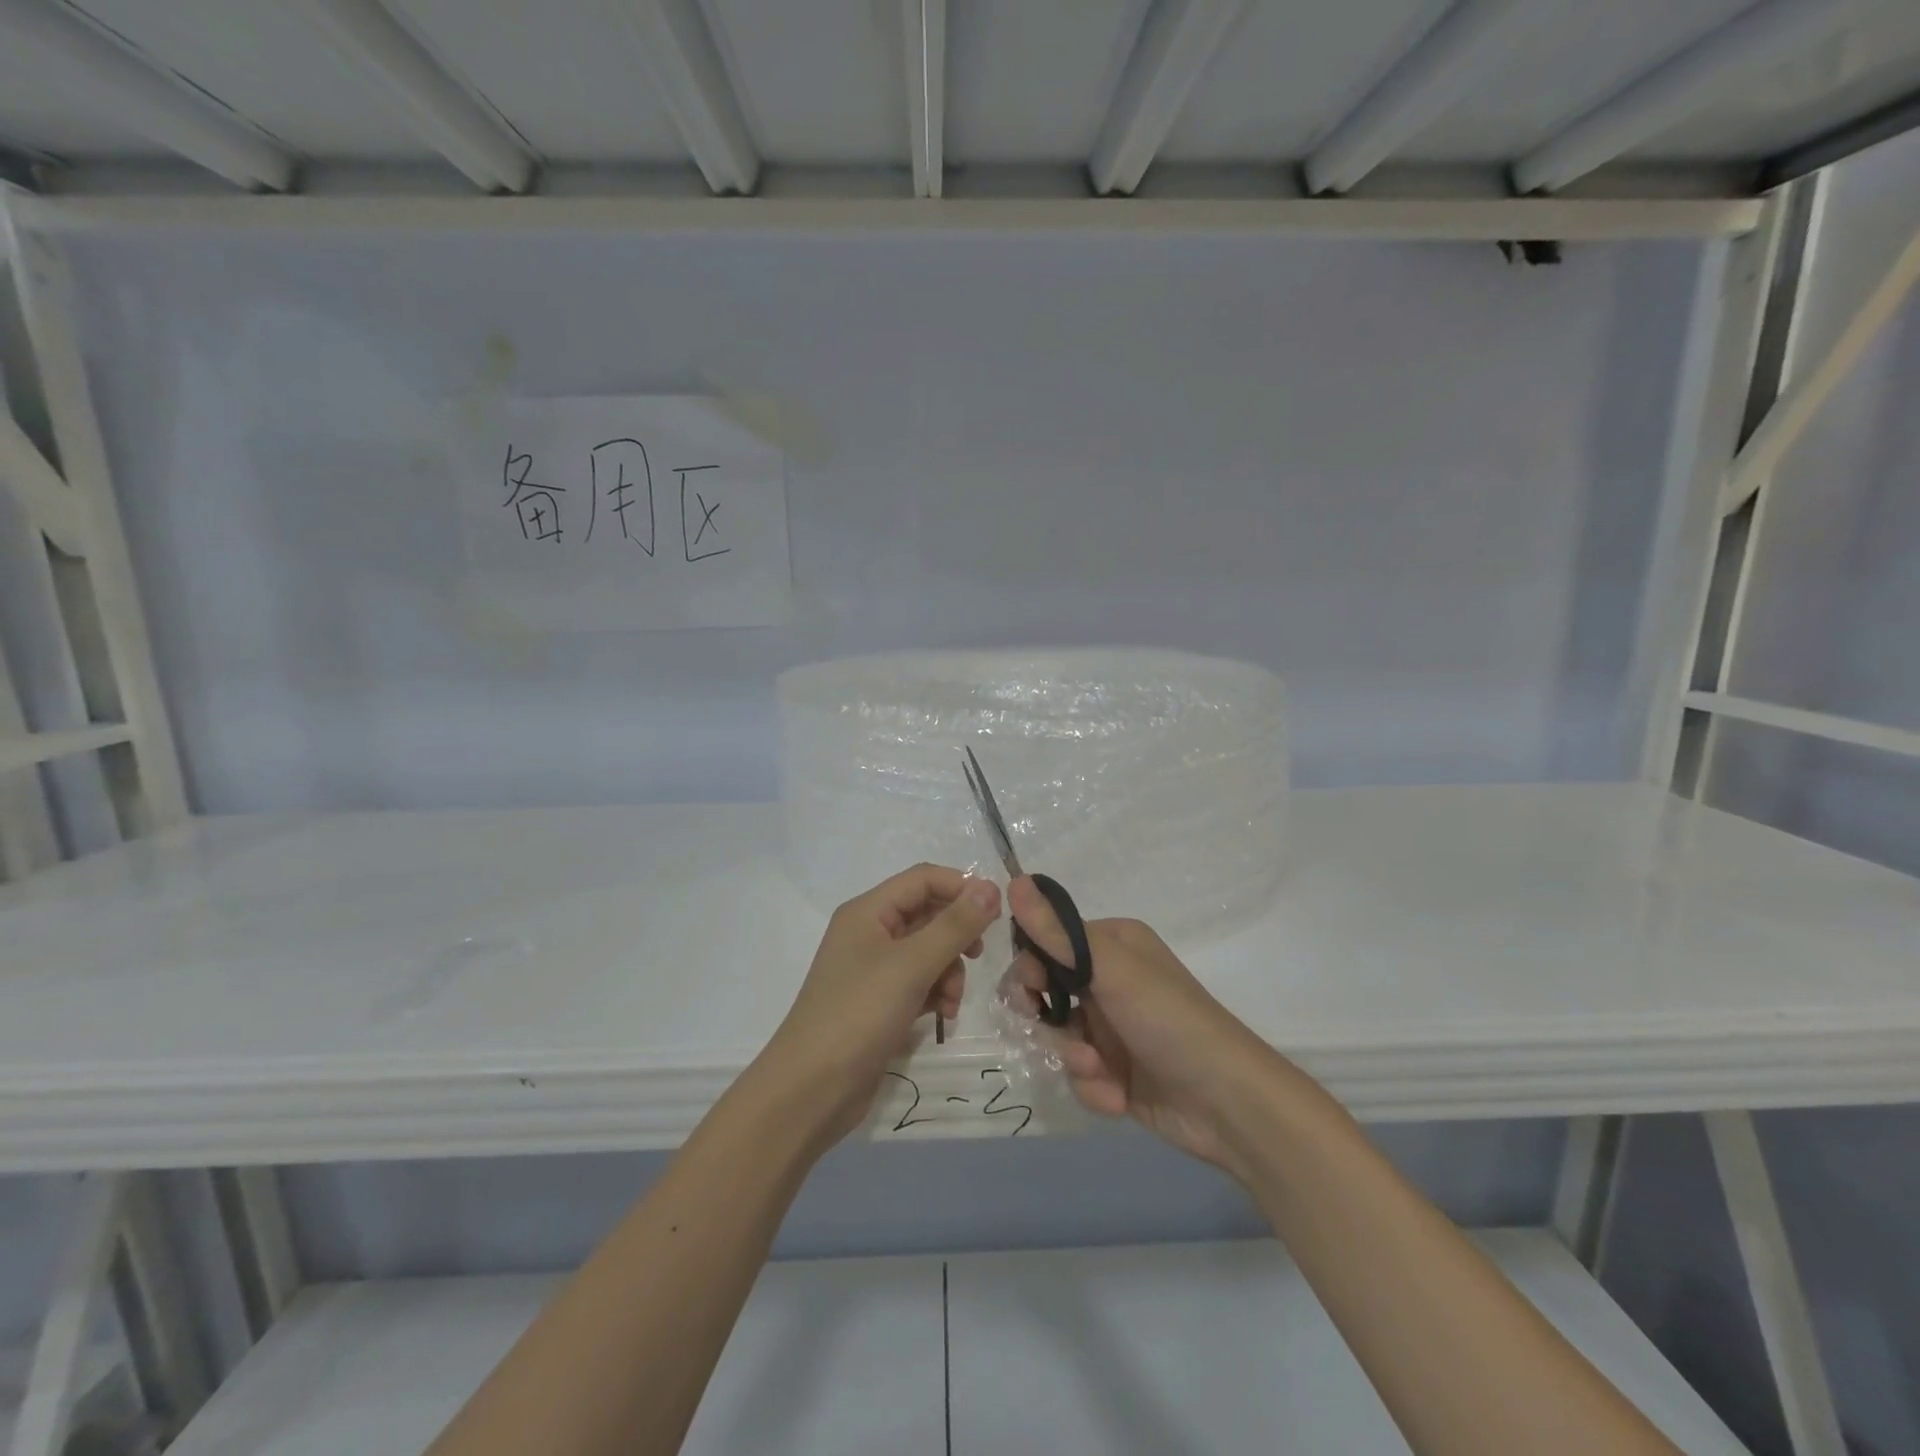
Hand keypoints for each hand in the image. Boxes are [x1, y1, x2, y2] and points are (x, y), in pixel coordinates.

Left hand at [762, 864, 1001, 1145]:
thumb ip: (954, 925)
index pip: (923, 879)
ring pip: (928, 951)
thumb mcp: (912, 965)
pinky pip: (919, 982)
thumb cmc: (859, 1015)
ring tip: (951, 1001)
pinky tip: (943, 1015)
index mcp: (868, 912)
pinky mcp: (879, 1002)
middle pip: (927, 914)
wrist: (811, 1090)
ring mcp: (873, 969)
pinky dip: (936, 993)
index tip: (997, 912)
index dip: (961, 888)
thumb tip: (991, 887)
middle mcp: (869, 933)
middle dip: (956, 935)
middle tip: (978, 955)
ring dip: (949, 970)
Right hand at [1008, 878, 1279, 1180]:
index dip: (1030, 969)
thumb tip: (1013, 880)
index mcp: (1111, 945)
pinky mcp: (1116, 1072)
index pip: (1048, 944)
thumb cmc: (1169, 1019)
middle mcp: (1109, 981)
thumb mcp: (1111, 970)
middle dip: (1046, 1019)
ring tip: (1099, 1071)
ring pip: (1058, 1038)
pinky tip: (1117, 1097)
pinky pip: (1079, 1074)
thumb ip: (1057, 933)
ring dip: (1073, 1058)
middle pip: (1046, 993)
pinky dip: (1093, 1087)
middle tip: (1043, 1028)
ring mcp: (1112, 1028)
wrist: (1227, 1104)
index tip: (1029, 992)